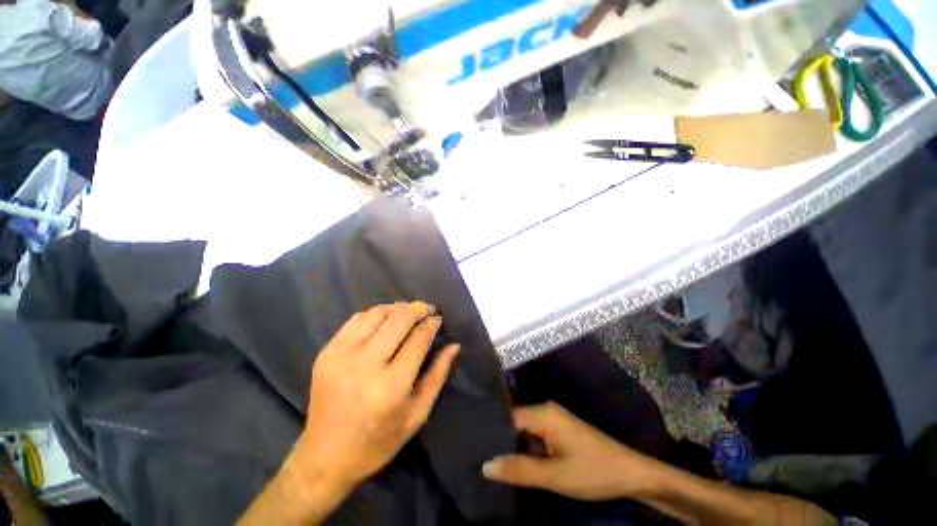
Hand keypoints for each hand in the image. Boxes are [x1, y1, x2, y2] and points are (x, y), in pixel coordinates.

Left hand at [293, 302, 459, 492]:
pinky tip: (385, 320)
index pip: (418, 339)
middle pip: (398, 319)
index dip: (431, 323)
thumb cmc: (379, 441)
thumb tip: (454, 345)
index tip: (438, 318)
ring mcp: (341, 356)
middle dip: (418, 309)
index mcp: (390, 386)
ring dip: (397, 308)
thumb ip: (438, 375)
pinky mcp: (327, 352)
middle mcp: (364, 365)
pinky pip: (356, 320)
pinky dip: (375, 314)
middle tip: (428, 309)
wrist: (324, 457)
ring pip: (377, 313)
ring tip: (409, 313)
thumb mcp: (417, 414)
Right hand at [482, 402, 660, 500]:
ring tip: (491, 461)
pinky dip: (526, 449)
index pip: (508, 416)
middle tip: (479, 456)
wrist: (631, 474)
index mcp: (543, 413)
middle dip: (500, 439)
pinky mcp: (559, 431)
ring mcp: (553, 420)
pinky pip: (535, 436)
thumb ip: (520, 470)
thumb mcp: (555, 476)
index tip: (474, 445)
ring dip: (513, 446)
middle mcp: (546, 410)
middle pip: (515, 422)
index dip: (492, 430)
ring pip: (524, 431)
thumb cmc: (593, 471)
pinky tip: (515, 463)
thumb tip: (486, 465)